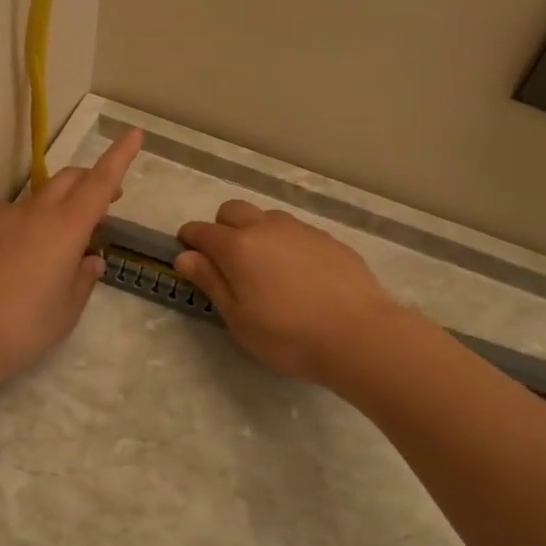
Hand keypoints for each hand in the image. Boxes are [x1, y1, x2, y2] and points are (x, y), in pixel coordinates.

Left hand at [0, 128, 143, 390]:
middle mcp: (34, 212)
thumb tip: (91, 259)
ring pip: (36, 199)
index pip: (100, 182)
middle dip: (89, 180)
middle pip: (68, 178)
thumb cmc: (26, 327)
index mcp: (67, 228)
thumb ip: (84, 278)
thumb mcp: (68, 309)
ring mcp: (0, 216)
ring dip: (53, 209)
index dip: (119, 156)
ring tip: (50, 248)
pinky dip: (21, 227)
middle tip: (102, 202)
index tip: (133, 133)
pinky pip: (7, 217)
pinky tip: (12, 261)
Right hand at [175, 201, 406, 382]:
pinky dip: (286, 243)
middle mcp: (266, 228)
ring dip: (255, 231)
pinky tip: (298, 273)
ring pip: (266, 217)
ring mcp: (301, 230)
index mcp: (237, 246)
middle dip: (221, 227)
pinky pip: (296, 231)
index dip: (189, 238)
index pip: (201, 231)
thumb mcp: (238, 318)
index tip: (187, 251)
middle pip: (232, 211)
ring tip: (264, 266)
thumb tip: (186, 256)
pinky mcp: (329, 240)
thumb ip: (211, 282)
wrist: (360, 335)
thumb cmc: (288, 335)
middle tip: (226, 261)